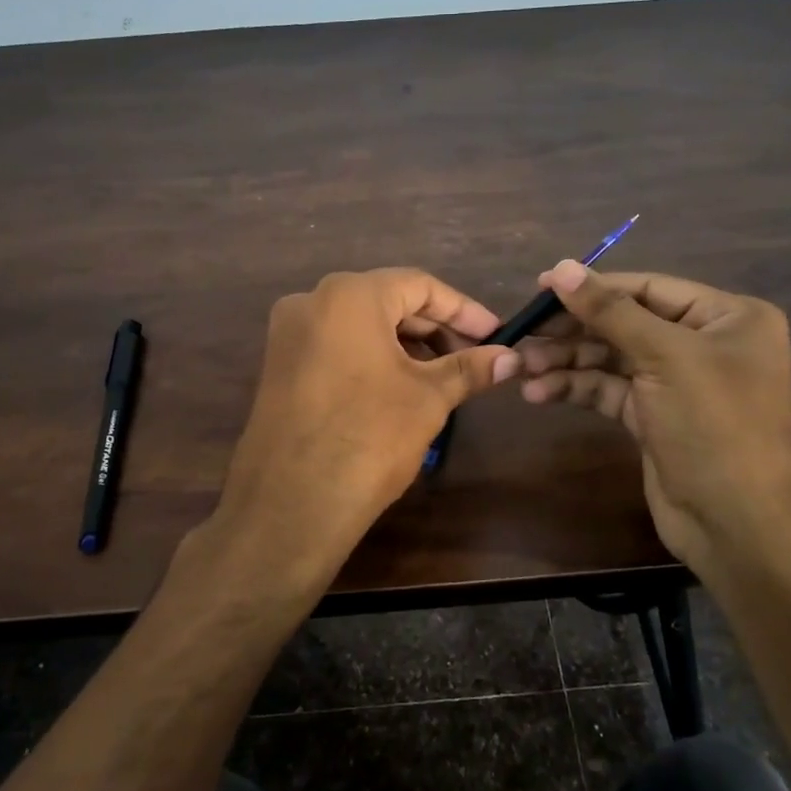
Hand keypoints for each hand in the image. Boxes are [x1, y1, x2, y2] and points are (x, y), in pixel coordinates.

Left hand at [206, 268, 519, 595]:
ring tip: (443, 377)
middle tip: (474, 358)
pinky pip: (336, 347)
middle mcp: (311, 302)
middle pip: (388, 301)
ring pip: (361, 326)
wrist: (292, 504)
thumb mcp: (428, 399)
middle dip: (435, 329)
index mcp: (349, 295)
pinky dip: (373, 358)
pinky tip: (400, 388)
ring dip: (406, 345)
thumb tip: (511, 358)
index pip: (419, 285)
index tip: (496, 335)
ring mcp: (288, 335)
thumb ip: (470, 369)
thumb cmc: (369, 437)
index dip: (464, 311)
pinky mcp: (278, 367)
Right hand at [518, 262, 790, 573]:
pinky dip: (575, 388)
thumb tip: (561, 268)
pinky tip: (538, 393)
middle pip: (625, 323)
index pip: (648, 288)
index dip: (594, 287)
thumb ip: (609, 311)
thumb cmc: (714, 425)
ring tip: (521, 367)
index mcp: (726, 317)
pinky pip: (609, 390)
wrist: (736, 523)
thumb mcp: (664, 357)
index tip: (540, 286)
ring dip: (567, 361)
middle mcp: (704, 343)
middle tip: (523, 332)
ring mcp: (677, 382)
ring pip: (611, 358)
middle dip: (573, 330)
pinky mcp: (654, 416)